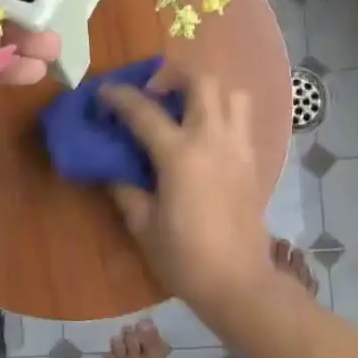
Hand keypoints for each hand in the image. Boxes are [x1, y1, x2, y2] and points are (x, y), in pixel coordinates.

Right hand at [101, 68, 275, 317]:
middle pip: (201, 81)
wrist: (237, 282)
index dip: (119, 97)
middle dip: (173, 75)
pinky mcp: (253, 162)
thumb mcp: (143, 225)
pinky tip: (205, 139)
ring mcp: (238, 148)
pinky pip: (242, 121)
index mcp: (180, 154)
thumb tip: (113, 169)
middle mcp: (213, 139)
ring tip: (186, 111)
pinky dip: (223, 114)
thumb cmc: (184, 257)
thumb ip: (126, 190)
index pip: (144, 111)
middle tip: (153, 94)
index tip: (104, 93)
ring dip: (207, 92)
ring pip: (232, 94)